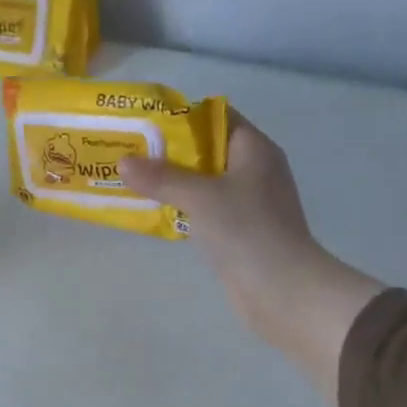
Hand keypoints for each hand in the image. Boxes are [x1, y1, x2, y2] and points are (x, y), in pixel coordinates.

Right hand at [120, 115, 385, 400]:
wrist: (282, 290)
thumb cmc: (246, 230)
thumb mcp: (200, 197)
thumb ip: (162, 177)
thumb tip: (124, 162)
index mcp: (254, 149)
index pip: (217, 118)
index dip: (182, 117)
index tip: (146, 125)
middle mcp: (256, 170)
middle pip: (208, 150)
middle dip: (170, 153)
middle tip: (131, 154)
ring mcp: (251, 202)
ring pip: (206, 182)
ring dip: (174, 183)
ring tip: (136, 182)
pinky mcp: (243, 231)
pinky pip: (208, 210)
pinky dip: (185, 208)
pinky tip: (157, 213)